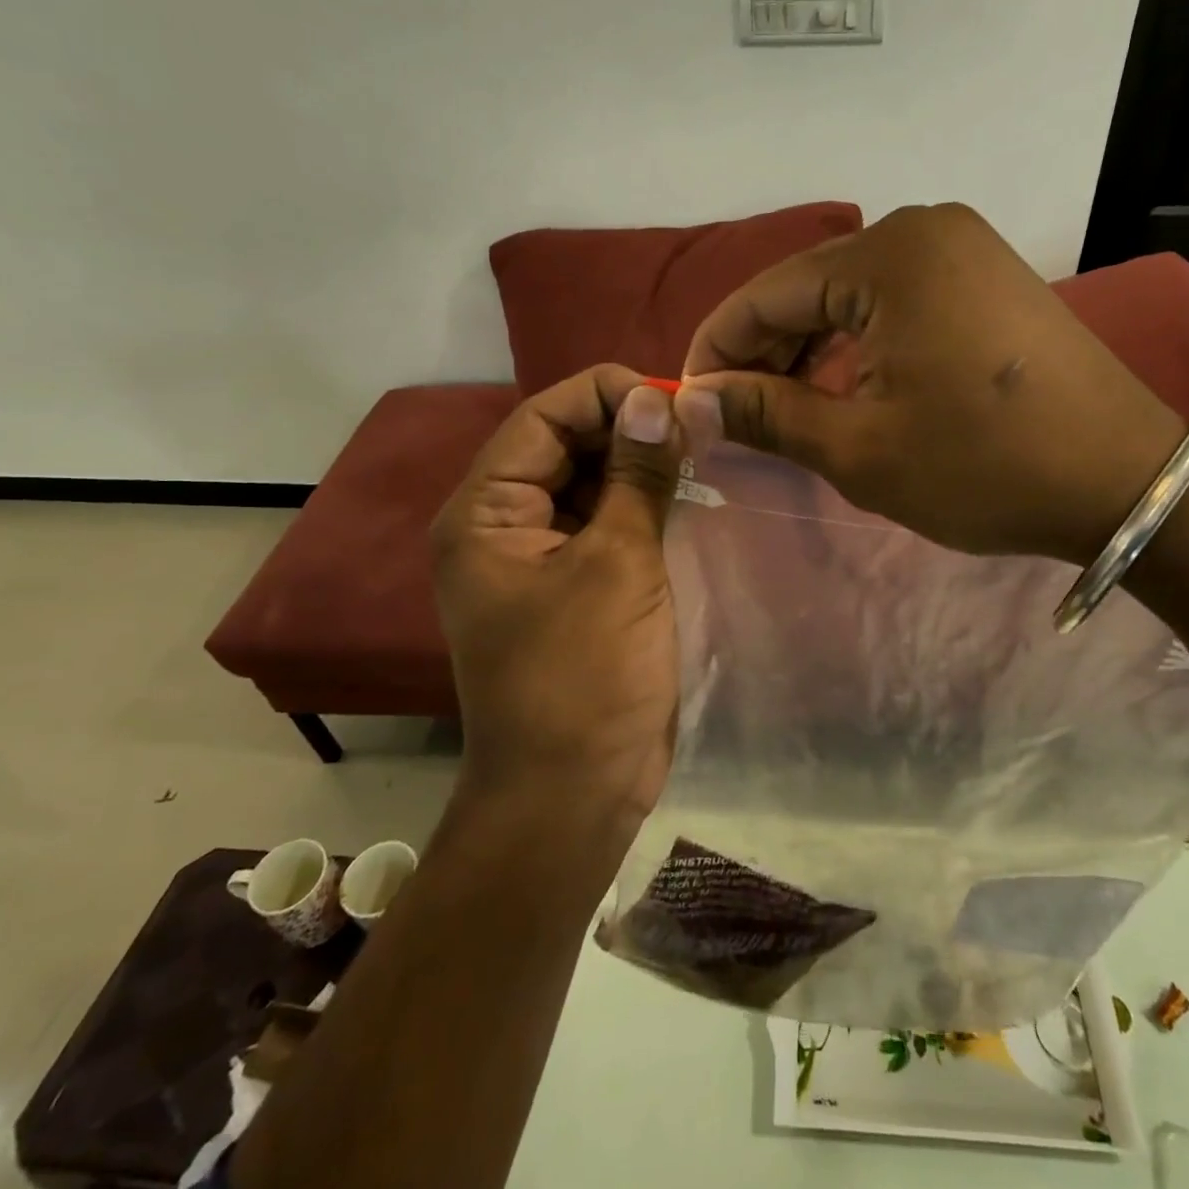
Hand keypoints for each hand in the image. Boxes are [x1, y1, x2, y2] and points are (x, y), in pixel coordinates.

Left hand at [431, 366, 684, 821]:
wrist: (572, 794)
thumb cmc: (584, 677)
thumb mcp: (617, 565)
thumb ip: (636, 476)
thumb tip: (655, 399)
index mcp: (486, 512)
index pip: (543, 417)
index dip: (607, 394)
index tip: (676, 399)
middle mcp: (503, 525)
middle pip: (565, 445)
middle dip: (629, 428)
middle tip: (700, 429)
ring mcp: (541, 557)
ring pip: (590, 483)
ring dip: (641, 466)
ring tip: (703, 454)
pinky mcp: (575, 585)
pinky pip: (606, 523)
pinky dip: (643, 505)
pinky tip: (688, 496)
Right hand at [679, 202, 1185, 563]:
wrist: (1126, 481)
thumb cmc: (984, 467)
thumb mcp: (859, 449)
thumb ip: (766, 414)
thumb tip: (692, 402)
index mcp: (887, 257)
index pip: (764, 295)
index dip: (716, 351)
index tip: (689, 404)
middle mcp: (922, 230)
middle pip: (806, 290)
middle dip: (762, 354)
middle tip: (735, 417)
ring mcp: (962, 249)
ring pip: (850, 299)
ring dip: (808, 353)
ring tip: (783, 411)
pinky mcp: (986, 278)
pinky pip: (895, 304)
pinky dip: (857, 346)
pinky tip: (844, 389)